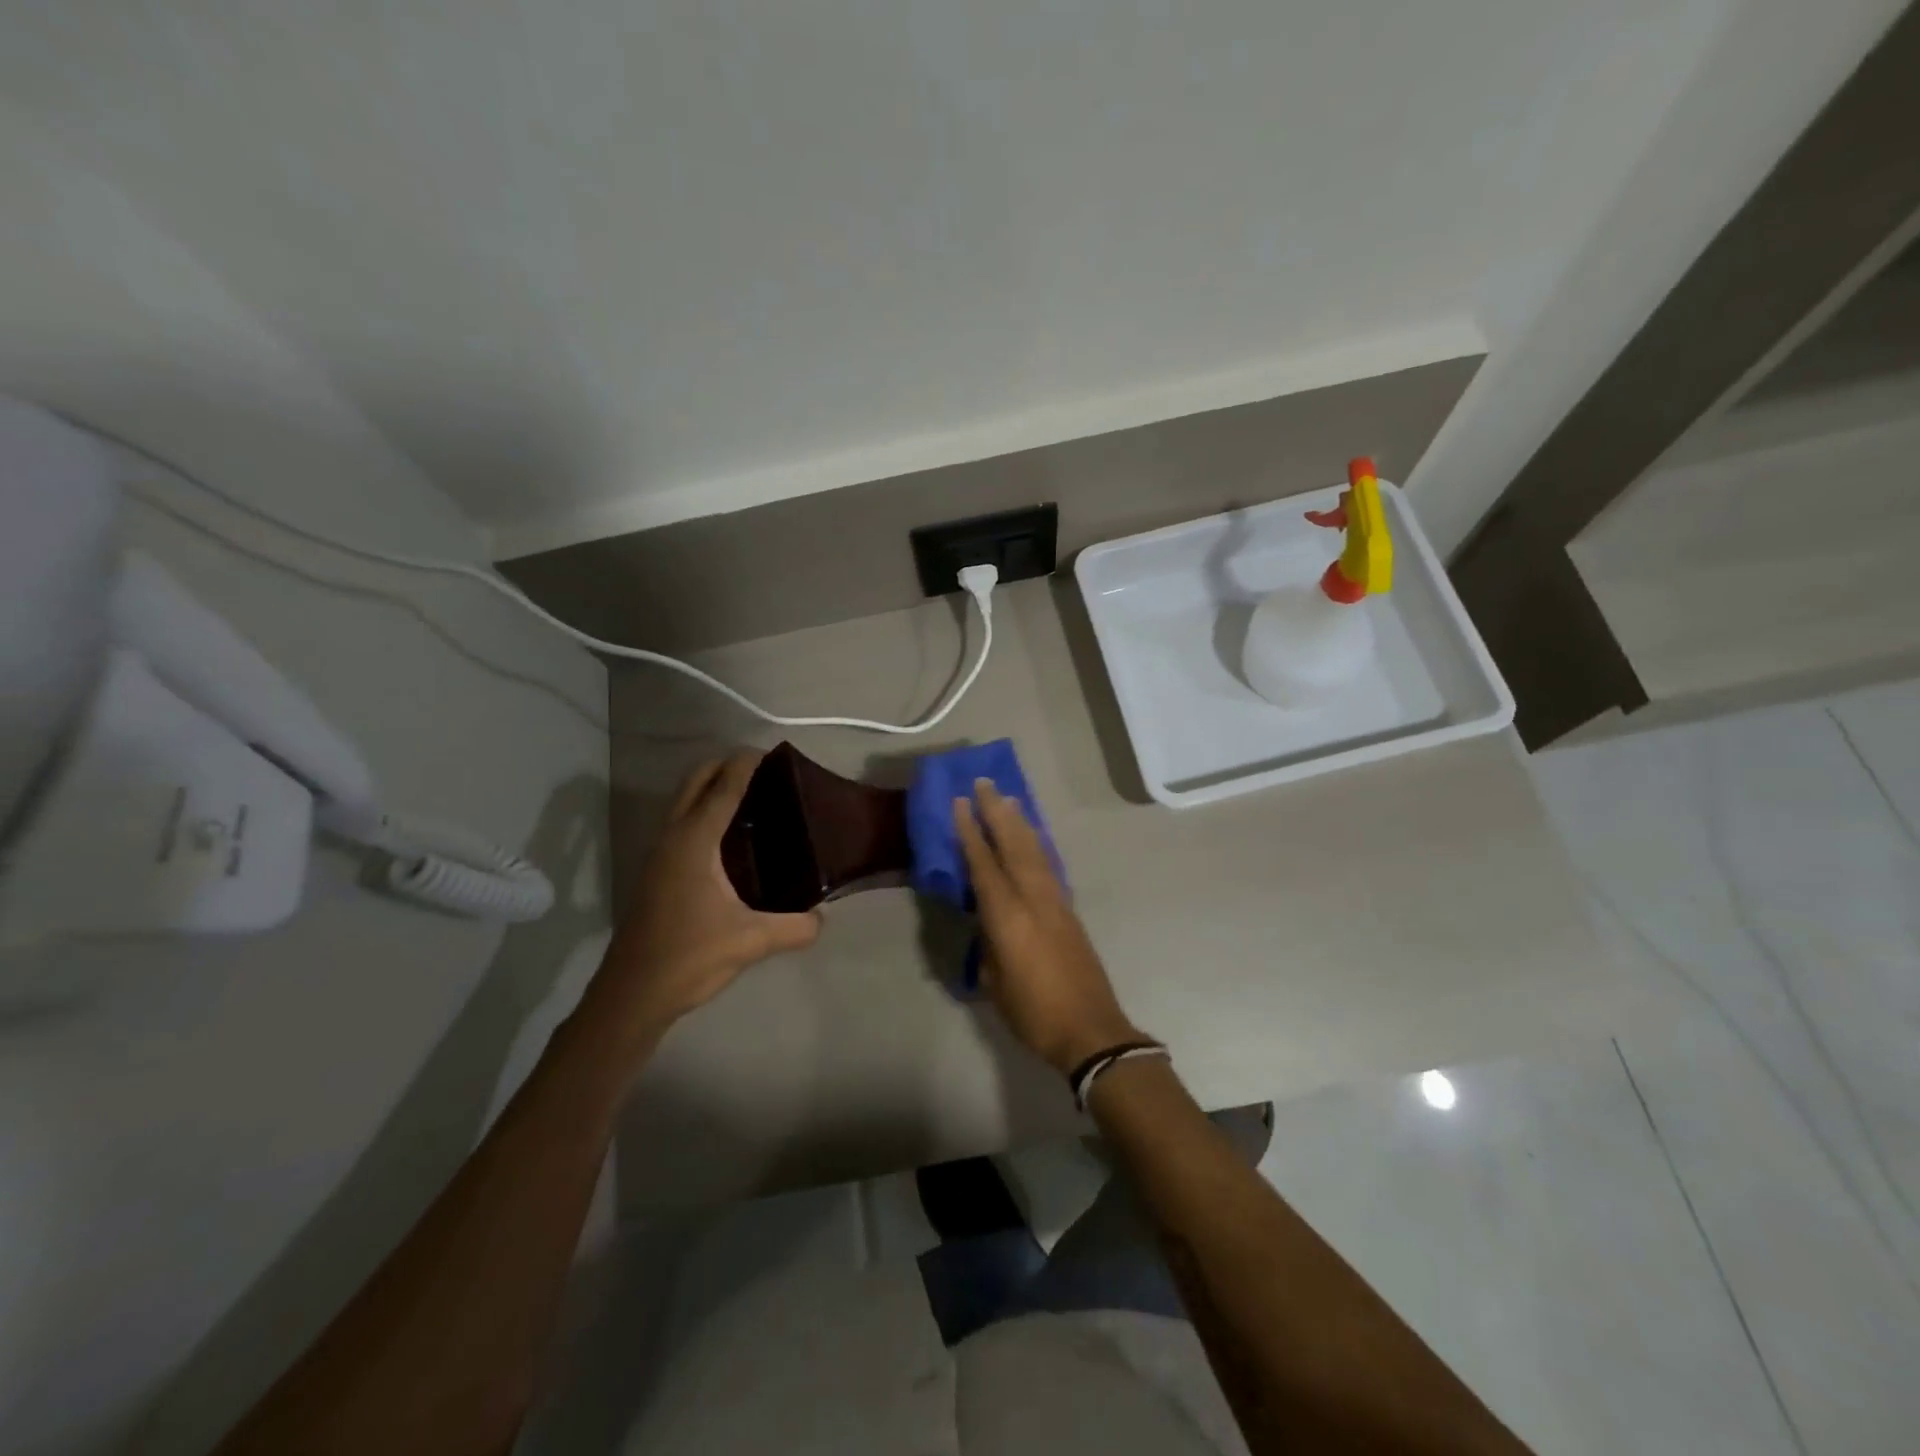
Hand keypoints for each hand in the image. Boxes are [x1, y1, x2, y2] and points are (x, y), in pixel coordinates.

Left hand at [582, 752, 820, 1057]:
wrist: (632, 994)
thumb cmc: (689, 957)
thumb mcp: (751, 942)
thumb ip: (795, 927)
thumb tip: (823, 918)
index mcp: (694, 842)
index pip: (723, 787)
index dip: (746, 764)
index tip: (773, 753)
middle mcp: (673, 838)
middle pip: (695, 781)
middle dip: (725, 765)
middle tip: (764, 770)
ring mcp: (659, 854)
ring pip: (684, 801)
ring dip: (711, 786)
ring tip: (752, 796)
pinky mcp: (656, 871)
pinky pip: (681, 822)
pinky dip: (703, 810)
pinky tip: (731, 837)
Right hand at [952, 779, 1142, 1074]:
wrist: (1090, 1029)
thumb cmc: (1033, 1012)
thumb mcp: (995, 982)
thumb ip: (988, 944)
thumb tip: (987, 923)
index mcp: (1008, 917)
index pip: (984, 864)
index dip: (970, 832)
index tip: (960, 802)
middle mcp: (1033, 899)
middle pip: (1013, 845)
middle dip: (997, 812)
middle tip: (985, 783)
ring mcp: (1055, 902)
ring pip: (1034, 851)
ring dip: (1019, 822)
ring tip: (1008, 798)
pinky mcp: (1069, 911)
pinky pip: (1048, 865)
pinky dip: (1036, 844)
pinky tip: (1032, 837)